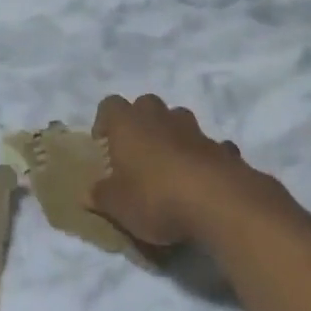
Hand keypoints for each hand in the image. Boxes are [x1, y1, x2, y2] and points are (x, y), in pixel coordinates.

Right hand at [90, 95, 248, 246]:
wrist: (218, 203)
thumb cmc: (155, 197)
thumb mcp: (117, 205)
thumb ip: (101, 196)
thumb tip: (87, 193)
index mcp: (128, 125)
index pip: (110, 105)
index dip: (105, 121)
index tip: (103, 144)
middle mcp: (161, 119)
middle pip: (146, 104)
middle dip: (140, 121)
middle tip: (136, 151)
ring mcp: (195, 131)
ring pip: (179, 120)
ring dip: (173, 135)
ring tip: (168, 165)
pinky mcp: (223, 149)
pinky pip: (208, 146)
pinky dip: (202, 157)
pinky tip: (201, 180)